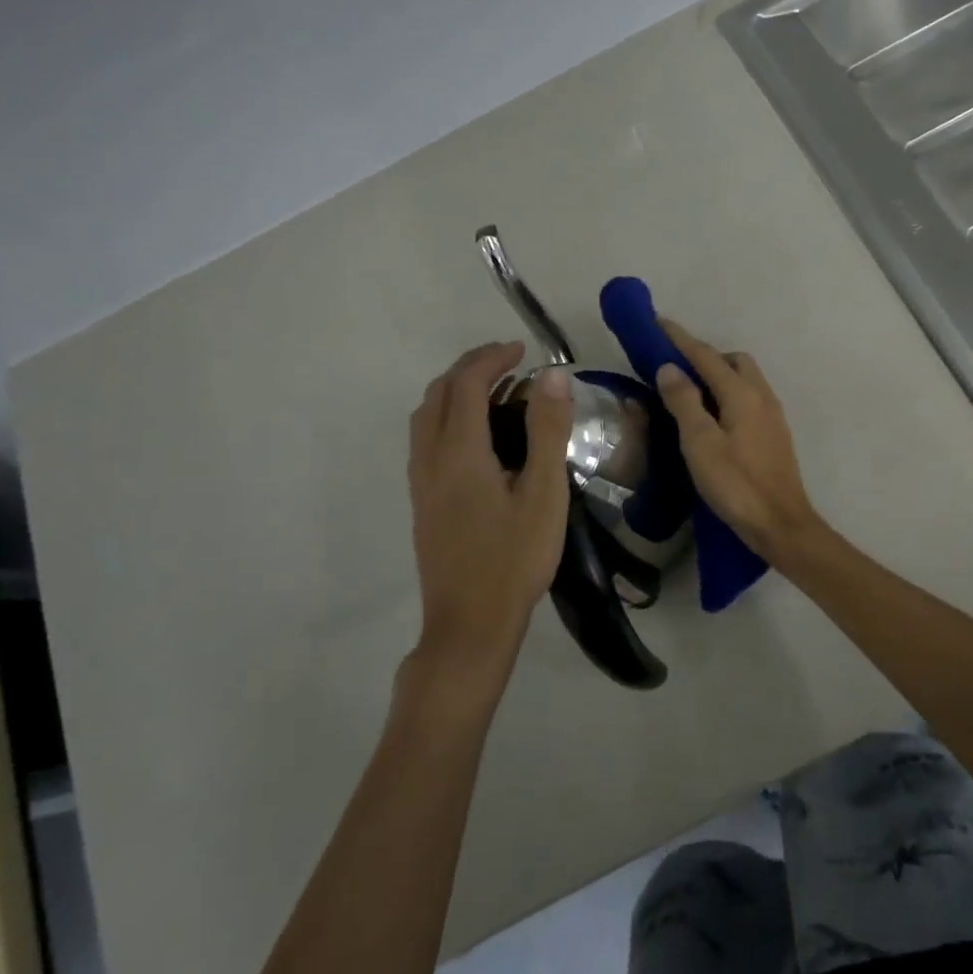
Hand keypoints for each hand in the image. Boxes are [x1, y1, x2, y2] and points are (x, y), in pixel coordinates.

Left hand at [407, 342, 572, 684]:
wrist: (470, 623)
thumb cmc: (514, 558)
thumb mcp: (543, 493)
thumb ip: (546, 430)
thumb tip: (551, 375)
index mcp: (459, 452)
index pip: (466, 384)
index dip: (492, 358)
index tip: (523, 349)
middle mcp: (430, 459)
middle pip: (438, 393)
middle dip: (470, 367)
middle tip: (508, 362)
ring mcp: (420, 482)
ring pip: (425, 416)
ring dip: (454, 390)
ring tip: (493, 391)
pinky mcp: (421, 502)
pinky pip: (425, 439)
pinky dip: (447, 416)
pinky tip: (476, 436)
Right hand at [655, 319, 823, 560]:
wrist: (781, 524)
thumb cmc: (736, 485)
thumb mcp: (700, 443)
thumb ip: (684, 402)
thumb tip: (669, 367)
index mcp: (742, 393)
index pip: (706, 355)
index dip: (680, 339)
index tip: (657, 323)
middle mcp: (762, 396)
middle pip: (733, 361)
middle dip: (705, 355)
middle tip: (676, 368)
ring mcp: (772, 415)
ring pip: (744, 379)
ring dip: (718, 375)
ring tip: (691, 392)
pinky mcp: (775, 434)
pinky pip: (749, 398)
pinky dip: (729, 394)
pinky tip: (715, 417)